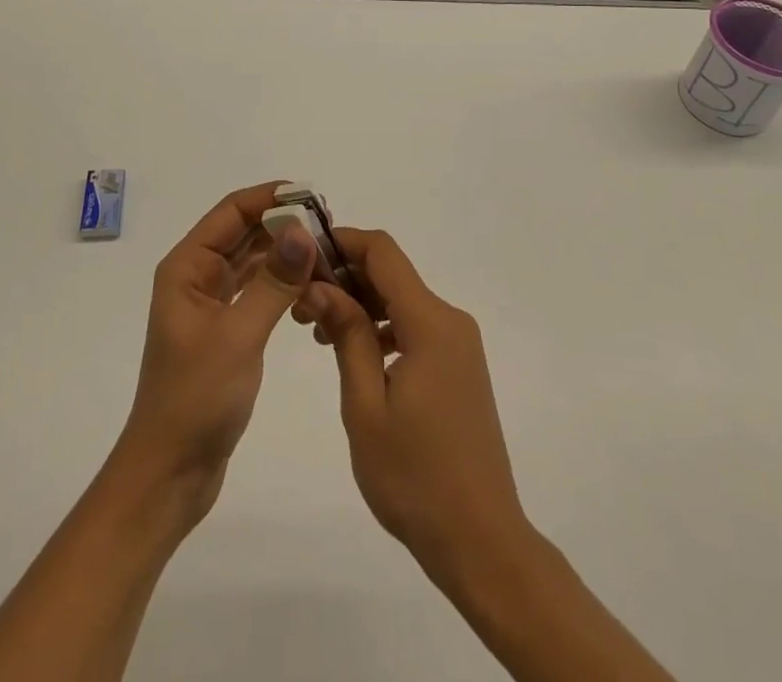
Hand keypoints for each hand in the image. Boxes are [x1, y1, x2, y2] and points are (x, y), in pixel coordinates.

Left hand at [113, 182, 317, 524]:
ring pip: (254, 261)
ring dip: (287, 255)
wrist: (170, 472)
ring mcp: (212, 303)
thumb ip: (273, 281)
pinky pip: (259, 290)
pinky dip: (284, 284)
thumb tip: (303, 230)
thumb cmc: (195, 398)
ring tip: (328, 256)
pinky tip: (312, 291)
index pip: (231, 212)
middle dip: (284, 225)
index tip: (313, 197)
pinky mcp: (227, 329)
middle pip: (244, 232)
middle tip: (331, 228)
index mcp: (188, 267)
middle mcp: (197, 276)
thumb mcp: (238, 336)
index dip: (269, 197)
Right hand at [298, 228, 530, 577]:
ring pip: (402, 300)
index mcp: (431, 323)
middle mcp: (450, 321)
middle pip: (392, 274)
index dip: (342, 242)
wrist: (481, 541)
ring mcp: (459, 344)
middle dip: (345, 277)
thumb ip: (347, 335)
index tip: (303, 254)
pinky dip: (382, 328)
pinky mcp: (459, 365)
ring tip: (317, 332)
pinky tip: (354, 354)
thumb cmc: (415, 477)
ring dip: (361, 304)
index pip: (383, 252)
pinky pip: (415, 326)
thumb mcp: (366, 405)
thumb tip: (320, 285)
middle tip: (300, 304)